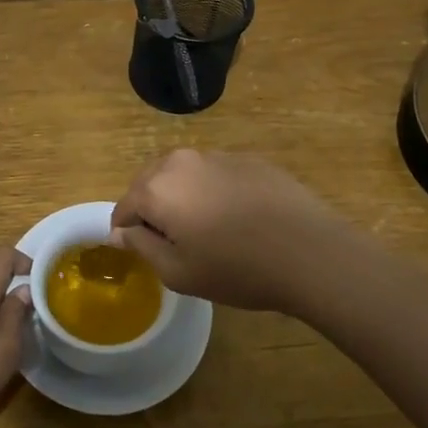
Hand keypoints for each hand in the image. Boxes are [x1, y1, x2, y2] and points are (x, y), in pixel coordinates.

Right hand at [110, 150, 359, 314]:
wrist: (308, 251)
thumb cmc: (236, 269)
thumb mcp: (179, 272)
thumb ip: (141, 246)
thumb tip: (119, 231)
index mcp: (157, 188)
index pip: (124, 206)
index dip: (125, 230)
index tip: (136, 250)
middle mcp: (181, 162)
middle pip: (151, 183)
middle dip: (151, 208)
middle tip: (170, 242)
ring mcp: (217, 155)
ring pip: (184, 175)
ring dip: (182, 197)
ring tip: (204, 229)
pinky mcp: (248, 159)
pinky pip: (215, 173)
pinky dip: (213, 191)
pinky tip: (236, 218)